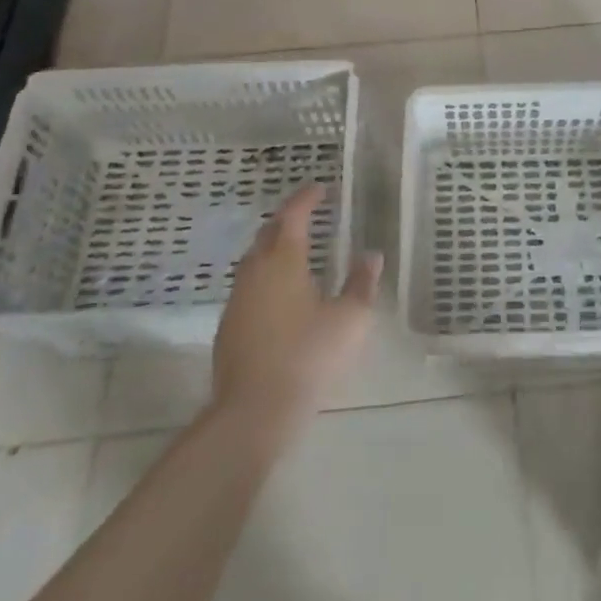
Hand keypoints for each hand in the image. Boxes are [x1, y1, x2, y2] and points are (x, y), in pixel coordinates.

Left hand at [211, 184, 382, 435]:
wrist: (252, 413)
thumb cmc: (307, 357)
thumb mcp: (349, 320)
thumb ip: (361, 284)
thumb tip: (371, 255)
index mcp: (283, 260)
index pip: (292, 215)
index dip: (306, 198)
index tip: (321, 187)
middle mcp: (255, 271)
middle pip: (268, 233)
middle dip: (287, 219)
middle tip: (309, 216)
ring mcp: (237, 300)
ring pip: (255, 260)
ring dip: (275, 248)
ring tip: (298, 252)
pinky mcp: (228, 327)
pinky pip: (249, 286)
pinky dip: (266, 277)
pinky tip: (281, 295)